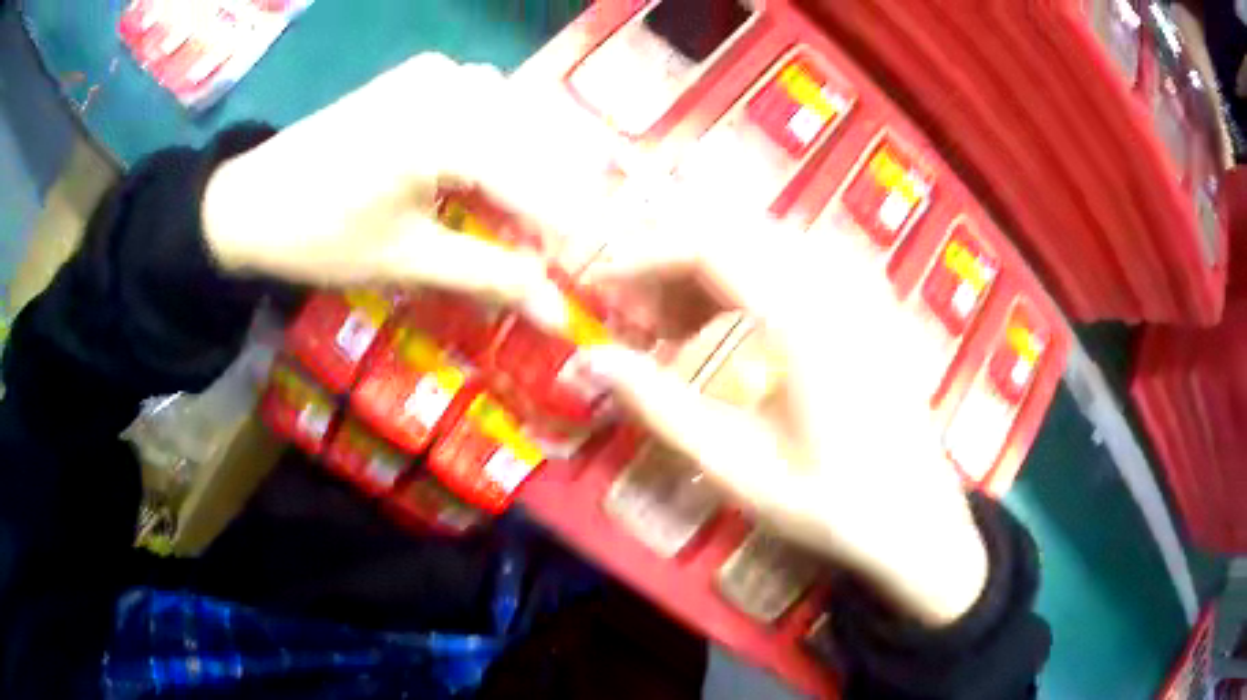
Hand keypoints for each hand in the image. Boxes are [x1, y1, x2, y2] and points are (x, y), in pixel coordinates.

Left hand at [202, 53, 592, 301]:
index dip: (567, 235)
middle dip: (550, 200)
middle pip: (534, 143)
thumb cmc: (318, 236)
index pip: (535, 184)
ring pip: (514, 116)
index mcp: (446, 131)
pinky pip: (483, 98)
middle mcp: (453, 84)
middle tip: (554, 253)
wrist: (247, 200)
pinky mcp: (417, 73)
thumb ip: (490, 276)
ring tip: (525, 215)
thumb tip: (558, 315)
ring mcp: (435, 70)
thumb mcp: (406, 260)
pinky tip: (488, 168)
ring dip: (529, 163)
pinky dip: (498, 135)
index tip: (590, 276)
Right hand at [584, 212, 988, 626]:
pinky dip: (743, 281)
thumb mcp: (737, 468)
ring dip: (704, 270)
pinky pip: (791, 263)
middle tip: (630, 315)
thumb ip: (659, 407)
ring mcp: (859, 287)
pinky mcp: (868, 301)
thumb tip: (588, 361)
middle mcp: (837, 283)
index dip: (642, 255)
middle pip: (733, 231)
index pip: (708, 245)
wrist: (918, 521)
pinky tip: (727, 328)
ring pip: (760, 242)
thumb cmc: (832, 505)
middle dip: (668, 260)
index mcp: (807, 319)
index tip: (598, 286)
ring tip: (669, 327)